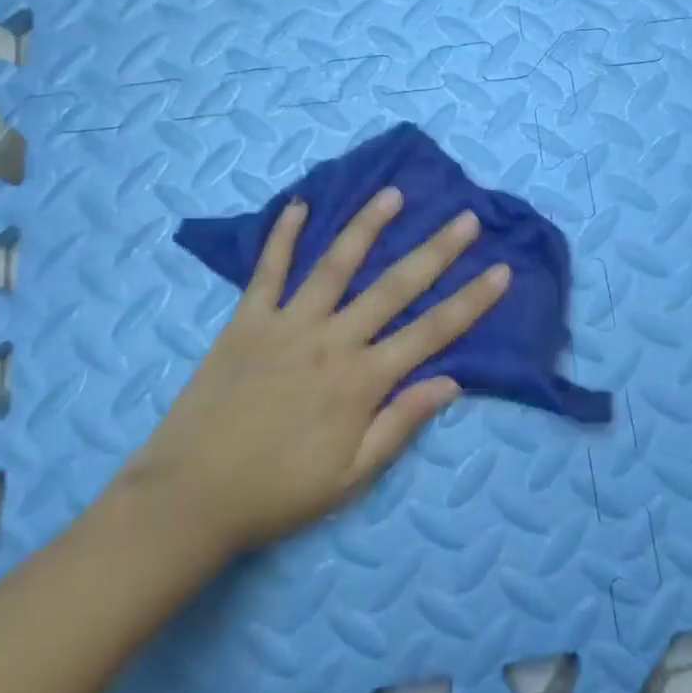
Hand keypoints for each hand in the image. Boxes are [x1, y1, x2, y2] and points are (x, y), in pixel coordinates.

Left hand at [112, 187, 509, 558]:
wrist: (190, 498)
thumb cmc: (277, 492)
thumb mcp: (350, 477)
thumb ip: (400, 424)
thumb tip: (451, 381)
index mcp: (362, 381)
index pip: (432, 332)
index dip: (471, 301)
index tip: (500, 270)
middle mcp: (333, 340)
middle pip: (395, 287)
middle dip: (436, 251)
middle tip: (466, 218)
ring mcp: (289, 324)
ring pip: (336, 265)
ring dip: (367, 227)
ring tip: (392, 194)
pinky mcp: (248, 320)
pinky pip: (269, 270)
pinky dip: (282, 235)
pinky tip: (298, 205)